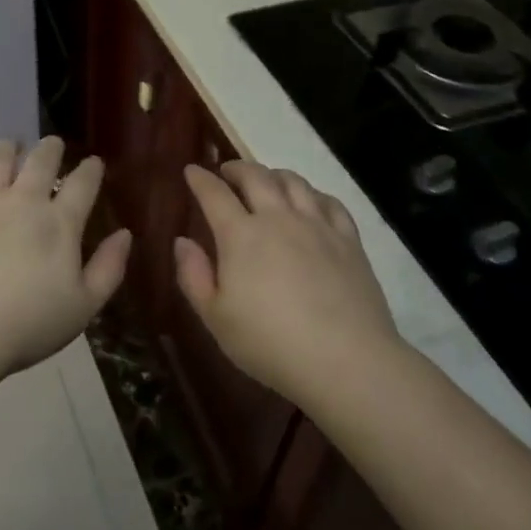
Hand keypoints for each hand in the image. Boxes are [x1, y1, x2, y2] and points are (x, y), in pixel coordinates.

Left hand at [0, 136, 132, 378]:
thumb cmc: (27, 326)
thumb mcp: (83, 307)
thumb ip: (109, 268)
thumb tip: (125, 233)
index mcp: (59, 223)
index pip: (82, 184)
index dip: (91, 169)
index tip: (93, 162)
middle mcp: (21, 201)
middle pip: (40, 162)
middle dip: (49, 149)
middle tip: (51, 143)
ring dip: (5, 149)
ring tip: (8, 143)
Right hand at [175, 161, 401, 403]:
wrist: (347, 361)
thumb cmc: (270, 344)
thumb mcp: (215, 318)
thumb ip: (193, 276)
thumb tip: (182, 241)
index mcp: (240, 235)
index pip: (214, 194)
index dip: (200, 179)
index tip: (192, 170)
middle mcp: (278, 218)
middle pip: (256, 176)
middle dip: (236, 168)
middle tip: (227, 172)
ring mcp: (317, 225)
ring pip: (294, 182)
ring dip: (273, 174)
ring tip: (266, 181)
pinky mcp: (348, 240)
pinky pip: (329, 202)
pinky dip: (312, 194)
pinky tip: (309, 202)